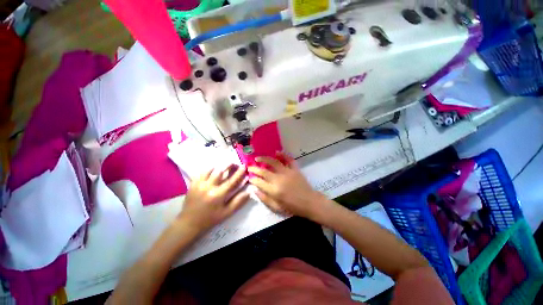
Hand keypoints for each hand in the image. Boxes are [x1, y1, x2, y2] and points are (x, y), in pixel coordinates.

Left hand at [179, 164, 249, 232]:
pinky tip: (212, 169)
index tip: (244, 166)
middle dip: (229, 165)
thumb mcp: (226, 213)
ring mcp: (199, 184)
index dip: (239, 173)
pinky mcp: (193, 184)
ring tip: (224, 165)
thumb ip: (238, 202)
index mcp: (218, 195)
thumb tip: (248, 192)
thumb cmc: (210, 218)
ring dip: (219, 166)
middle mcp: (209, 187)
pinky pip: (201, 172)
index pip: (231, 181)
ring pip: (211, 170)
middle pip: (220, 171)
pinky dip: (208, 169)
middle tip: (234, 163)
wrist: (189, 222)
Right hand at [248, 152, 327, 218]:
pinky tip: (277, 152)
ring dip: (264, 159)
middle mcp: (279, 179)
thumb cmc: (293, 207)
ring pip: (274, 163)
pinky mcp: (295, 169)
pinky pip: (289, 160)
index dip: (253, 179)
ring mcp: (287, 173)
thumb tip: (254, 190)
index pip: (259, 182)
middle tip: (250, 167)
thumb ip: (265, 199)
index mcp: (274, 190)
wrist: (309, 202)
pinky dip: (283, 155)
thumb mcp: (277, 207)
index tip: (250, 177)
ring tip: (258, 158)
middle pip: (264, 171)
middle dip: (255, 168)